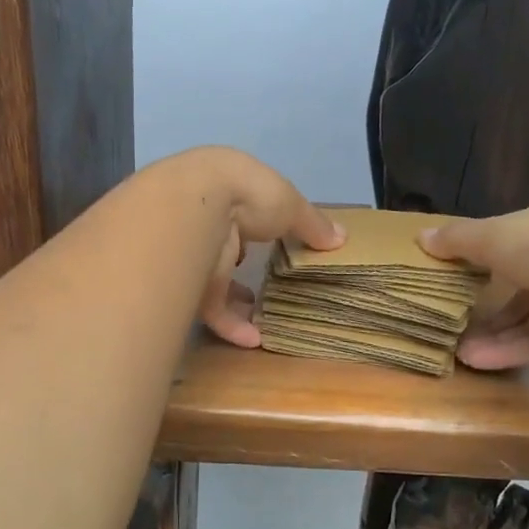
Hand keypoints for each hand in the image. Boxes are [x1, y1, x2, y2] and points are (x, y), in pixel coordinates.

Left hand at [166, 148, 343, 347]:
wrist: (195, 209)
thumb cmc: (249, 195)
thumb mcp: (291, 205)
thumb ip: (313, 224)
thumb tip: (341, 238)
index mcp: (227, 189)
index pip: (245, 210)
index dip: (261, 225)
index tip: (279, 242)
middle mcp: (205, 219)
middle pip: (226, 245)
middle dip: (242, 264)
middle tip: (267, 283)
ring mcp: (192, 252)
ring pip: (215, 280)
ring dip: (237, 301)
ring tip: (263, 317)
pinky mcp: (186, 285)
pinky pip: (211, 309)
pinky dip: (231, 325)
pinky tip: (254, 339)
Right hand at [418, 202, 528, 370]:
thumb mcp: (490, 234)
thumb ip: (457, 239)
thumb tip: (420, 238)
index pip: (518, 236)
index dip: (489, 248)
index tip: (461, 264)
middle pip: (520, 282)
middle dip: (487, 298)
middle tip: (452, 312)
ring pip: (526, 318)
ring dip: (491, 331)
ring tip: (455, 346)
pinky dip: (504, 351)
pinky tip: (472, 360)